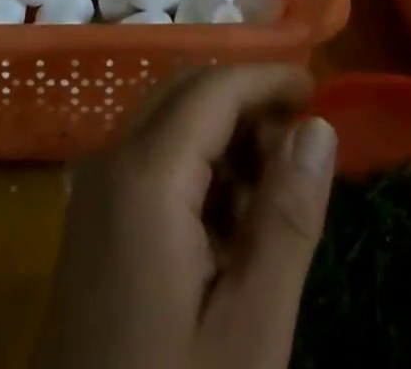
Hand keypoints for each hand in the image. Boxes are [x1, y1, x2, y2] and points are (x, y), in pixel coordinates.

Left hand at [30, 65, 337, 368]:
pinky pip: (149, 161)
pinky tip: (226, 230)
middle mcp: (110, 161)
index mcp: (144, 174)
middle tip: (299, 149)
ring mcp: (94, 193)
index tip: (319, 91)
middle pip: (186, 92)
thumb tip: (318, 127)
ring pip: (167, 122)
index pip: (214, 87)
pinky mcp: (91, 226)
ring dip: (222, 136)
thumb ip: (286, 219)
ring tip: (270, 201)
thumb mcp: (249, 331)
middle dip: (246, 103)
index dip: (268, 78)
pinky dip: (195, 168)